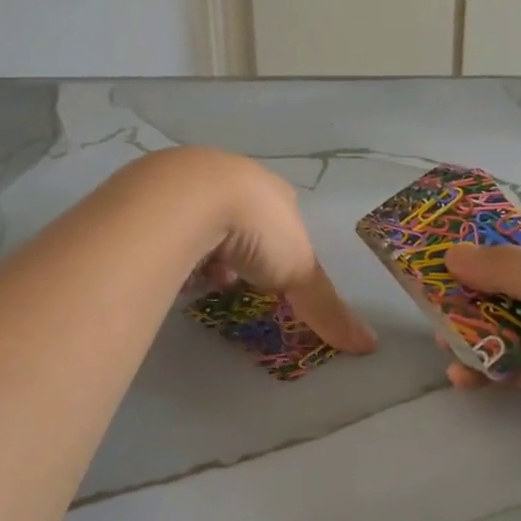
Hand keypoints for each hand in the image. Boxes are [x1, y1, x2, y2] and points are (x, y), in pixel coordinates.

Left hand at [160, 147, 376, 354]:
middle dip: (234, 253)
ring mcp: (188, 178)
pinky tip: (167, 262)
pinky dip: (168, 244)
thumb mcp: (300, 270)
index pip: (278, 221)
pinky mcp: (149, 188)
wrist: (189, 197)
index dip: (272, 252)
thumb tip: (370, 345)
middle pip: (236, 221)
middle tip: (227, 278)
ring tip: (194, 275)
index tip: (263, 278)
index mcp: (270, 191)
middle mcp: (231, 176)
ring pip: (198, 220)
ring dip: (200, 250)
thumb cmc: (256, 230)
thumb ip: (327, 307)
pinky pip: (163, 221)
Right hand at [444, 218, 520, 470]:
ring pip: (512, 325)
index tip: (439, 252)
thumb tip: (452, 254)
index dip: (483, 241)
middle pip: (512, 282)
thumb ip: (507, 268)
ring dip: (477, 332)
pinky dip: (493, 369)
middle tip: (429, 302)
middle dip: (472, 291)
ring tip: (442, 342)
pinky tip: (464, 377)